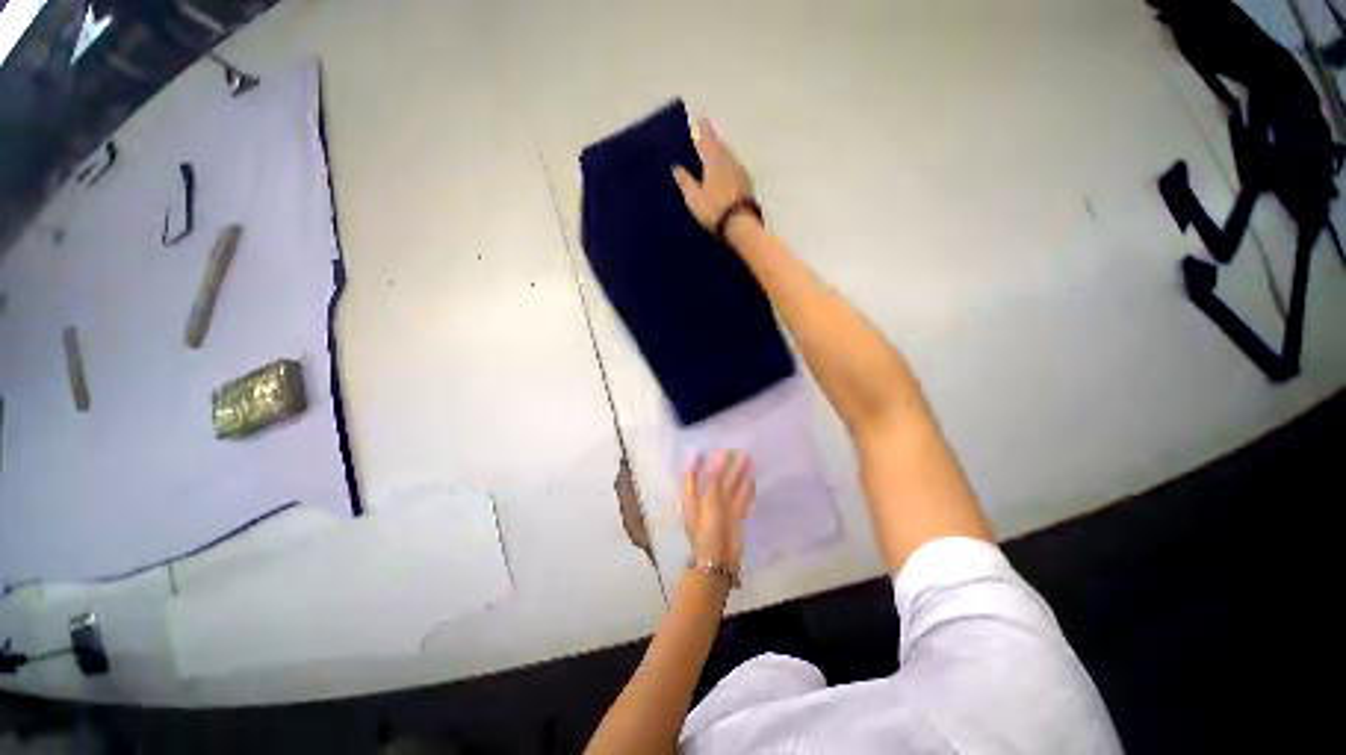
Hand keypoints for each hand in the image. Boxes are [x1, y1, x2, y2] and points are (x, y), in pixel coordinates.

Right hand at [672, 119, 754, 230]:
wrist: (740, 224)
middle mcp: (730, 161)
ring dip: (722, 155)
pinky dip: (728, 167)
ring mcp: (741, 172)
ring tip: (714, 159)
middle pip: (721, 146)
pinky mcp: (747, 184)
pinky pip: (735, 169)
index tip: (701, 120)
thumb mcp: (694, 198)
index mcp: (715, 160)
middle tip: (705, 142)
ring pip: (729, 157)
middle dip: (713, 142)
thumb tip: (676, 167)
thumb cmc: (714, 209)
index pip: (708, 139)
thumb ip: (685, 181)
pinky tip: (725, 175)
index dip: (704, 129)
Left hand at [682, 450, 754, 569]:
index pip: (692, 476)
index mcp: (693, 498)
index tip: (703, 449)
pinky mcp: (734, 516)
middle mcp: (706, 501)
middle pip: (714, 479)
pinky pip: (741, 498)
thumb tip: (719, 458)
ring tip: (747, 457)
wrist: (719, 561)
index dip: (696, 463)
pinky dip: (746, 488)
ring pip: (730, 486)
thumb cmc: (707, 529)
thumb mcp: (709, 502)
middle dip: (723, 465)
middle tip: (732, 449)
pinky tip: (752, 477)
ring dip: (738, 473)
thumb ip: (714, 479)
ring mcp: (721, 509)